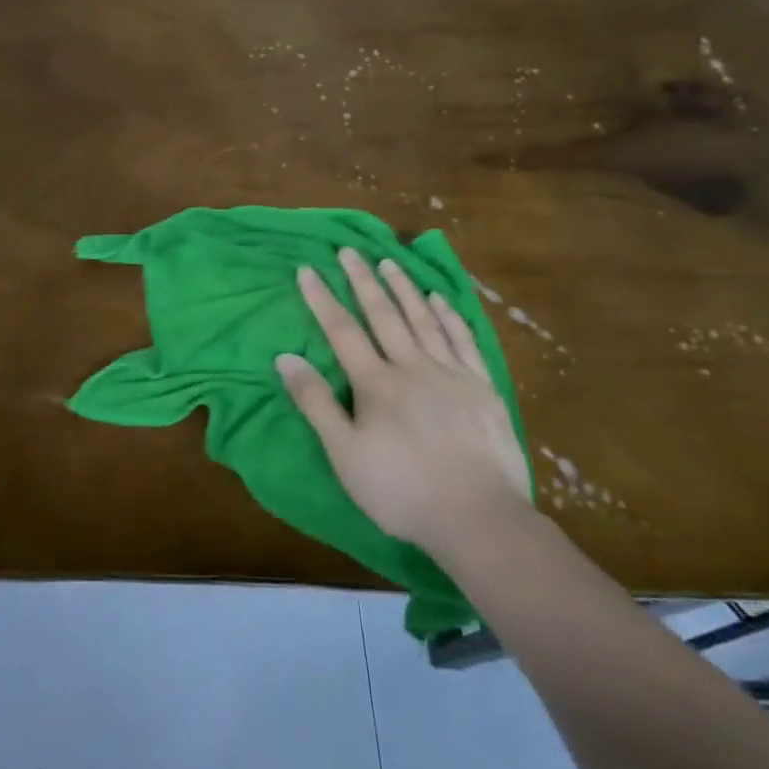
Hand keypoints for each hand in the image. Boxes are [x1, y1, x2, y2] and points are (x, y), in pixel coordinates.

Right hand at [277, 248, 531, 550]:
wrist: (479, 518)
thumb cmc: (402, 490)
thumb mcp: (344, 454)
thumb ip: (315, 403)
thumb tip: (285, 357)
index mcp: (377, 383)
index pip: (342, 331)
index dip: (322, 299)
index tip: (307, 269)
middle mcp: (413, 367)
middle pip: (384, 315)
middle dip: (363, 280)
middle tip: (349, 250)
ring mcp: (452, 374)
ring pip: (424, 320)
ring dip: (404, 288)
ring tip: (390, 262)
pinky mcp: (482, 388)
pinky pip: (463, 340)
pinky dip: (448, 316)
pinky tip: (439, 300)